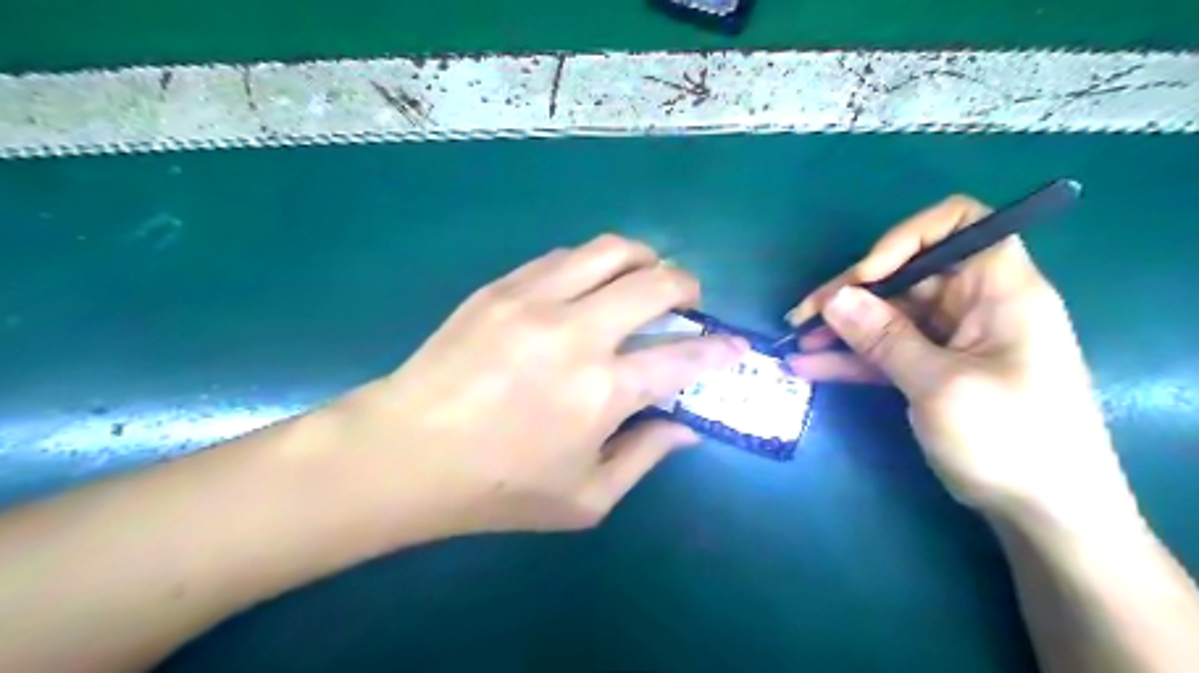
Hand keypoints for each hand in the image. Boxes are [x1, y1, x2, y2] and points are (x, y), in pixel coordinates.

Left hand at [323, 234, 745, 536]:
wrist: (407, 452)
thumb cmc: (499, 487)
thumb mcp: (585, 498)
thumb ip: (645, 457)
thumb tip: (686, 428)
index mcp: (604, 391)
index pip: (685, 357)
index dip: (720, 350)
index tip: (735, 346)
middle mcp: (579, 333)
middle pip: (656, 283)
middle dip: (687, 286)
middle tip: (688, 301)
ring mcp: (537, 300)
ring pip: (611, 250)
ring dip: (643, 258)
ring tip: (645, 276)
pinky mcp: (502, 287)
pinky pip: (563, 256)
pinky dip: (592, 263)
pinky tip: (589, 283)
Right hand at [788, 195, 1136, 524]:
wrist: (1045, 515)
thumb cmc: (1011, 442)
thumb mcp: (940, 386)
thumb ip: (884, 337)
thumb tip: (835, 298)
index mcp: (998, 289)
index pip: (958, 224)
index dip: (905, 238)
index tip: (866, 275)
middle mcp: (974, 304)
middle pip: (905, 274)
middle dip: (851, 292)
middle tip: (803, 317)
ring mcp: (950, 339)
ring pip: (887, 315)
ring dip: (842, 327)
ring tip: (796, 341)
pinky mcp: (933, 369)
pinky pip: (885, 350)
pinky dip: (850, 357)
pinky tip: (809, 366)